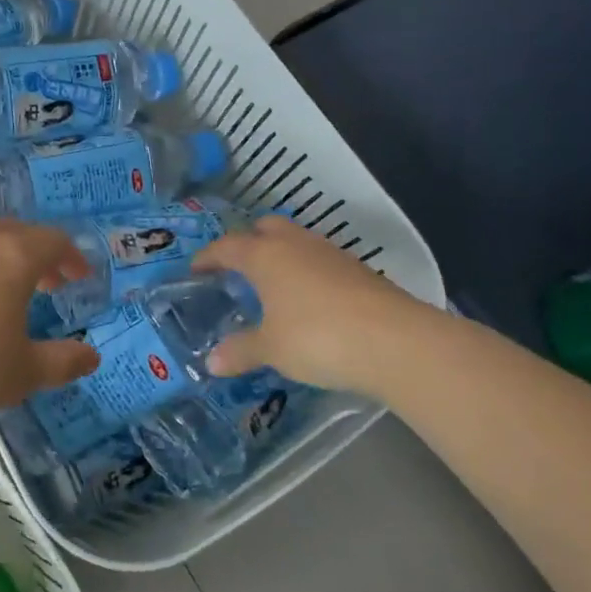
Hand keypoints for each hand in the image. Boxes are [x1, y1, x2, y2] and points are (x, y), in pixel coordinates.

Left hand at [0, 219, 100, 428]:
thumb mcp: (25, 372)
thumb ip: (63, 362)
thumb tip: (91, 357)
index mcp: (13, 257)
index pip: (53, 240)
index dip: (72, 257)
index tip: (80, 278)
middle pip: (16, 232)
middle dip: (38, 253)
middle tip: (49, 283)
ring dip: (1, 259)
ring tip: (5, 294)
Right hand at [192, 216, 426, 392]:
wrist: (395, 342)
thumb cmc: (317, 337)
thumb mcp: (271, 349)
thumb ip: (240, 351)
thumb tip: (211, 363)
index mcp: (266, 256)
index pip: (227, 246)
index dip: (208, 257)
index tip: (195, 269)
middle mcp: (296, 245)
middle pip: (266, 228)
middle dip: (248, 242)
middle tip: (237, 269)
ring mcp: (331, 254)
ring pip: (297, 242)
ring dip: (280, 257)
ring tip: (271, 286)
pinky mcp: (358, 270)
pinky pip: (319, 261)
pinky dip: (306, 273)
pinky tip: (307, 301)